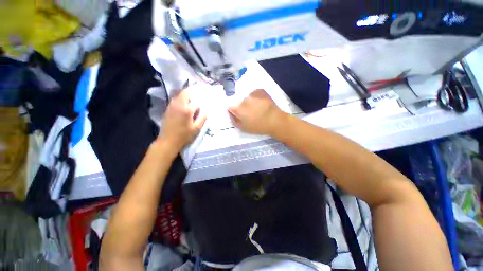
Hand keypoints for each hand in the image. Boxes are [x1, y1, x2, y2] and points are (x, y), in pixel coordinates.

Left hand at [159, 89, 206, 150]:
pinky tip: (185, 101)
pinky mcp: (168, 109)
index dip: (202, 97)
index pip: (196, 99)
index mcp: (186, 109)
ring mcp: (171, 106)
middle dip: (192, 90)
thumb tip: (206, 109)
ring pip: (179, 94)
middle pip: (185, 92)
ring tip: (193, 94)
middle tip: (199, 90)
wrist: (168, 141)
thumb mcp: (196, 128)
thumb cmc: (184, 135)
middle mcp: (178, 105)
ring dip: (186, 93)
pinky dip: (181, 97)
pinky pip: (175, 99)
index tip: (206, 94)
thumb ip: (202, 118)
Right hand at [228, 89, 284, 134]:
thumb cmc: (259, 126)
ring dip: (250, 102)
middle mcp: (243, 100)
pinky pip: (255, 94)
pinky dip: (256, 97)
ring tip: (258, 108)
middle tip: (251, 113)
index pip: (230, 107)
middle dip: (243, 107)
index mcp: (238, 109)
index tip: (239, 115)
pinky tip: (262, 103)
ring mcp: (252, 94)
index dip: (234, 111)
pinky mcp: (260, 91)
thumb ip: (234, 120)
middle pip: (239, 103)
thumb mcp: (243, 128)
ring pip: (247, 98)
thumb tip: (230, 113)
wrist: (275, 120)